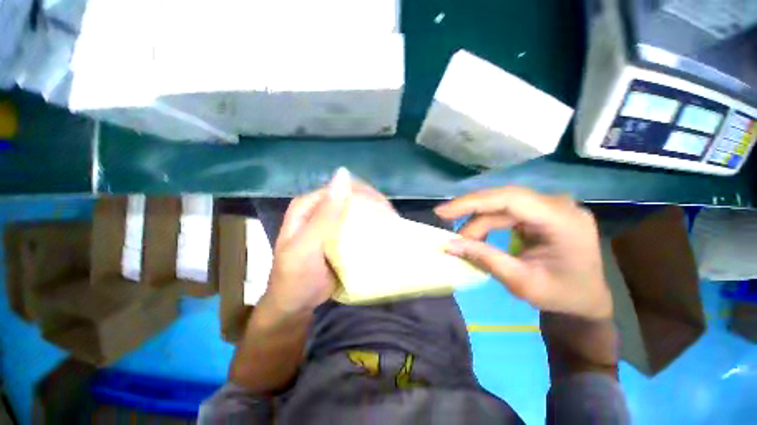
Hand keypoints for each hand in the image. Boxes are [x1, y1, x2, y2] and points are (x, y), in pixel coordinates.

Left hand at [260, 168, 393, 316]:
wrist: (295, 306)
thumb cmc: (296, 277)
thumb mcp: (308, 244)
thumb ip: (325, 213)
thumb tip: (343, 173)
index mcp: (308, 205)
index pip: (340, 188)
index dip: (363, 193)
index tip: (383, 206)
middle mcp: (320, 210)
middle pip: (350, 198)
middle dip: (371, 204)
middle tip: (390, 217)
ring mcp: (330, 224)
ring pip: (356, 211)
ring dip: (373, 215)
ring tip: (391, 224)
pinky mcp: (339, 238)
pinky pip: (357, 226)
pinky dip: (369, 228)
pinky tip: (382, 233)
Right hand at [435, 187, 610, 319]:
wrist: (586, 299)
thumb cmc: (561, 296)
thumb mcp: (520, 282)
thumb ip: (484, 258)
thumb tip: (448, 245)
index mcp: (562, 220)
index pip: (509, 199)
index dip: (472, 202)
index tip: (442, 212)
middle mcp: (558, 205)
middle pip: (503, 199)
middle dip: (470, 212)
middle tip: (445, 225)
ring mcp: (550, 206)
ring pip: (501, 204)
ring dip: (477, 221)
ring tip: (463, 241)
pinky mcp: (541, 212)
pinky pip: (506, 210)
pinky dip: (487, 222)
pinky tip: (477, 235)